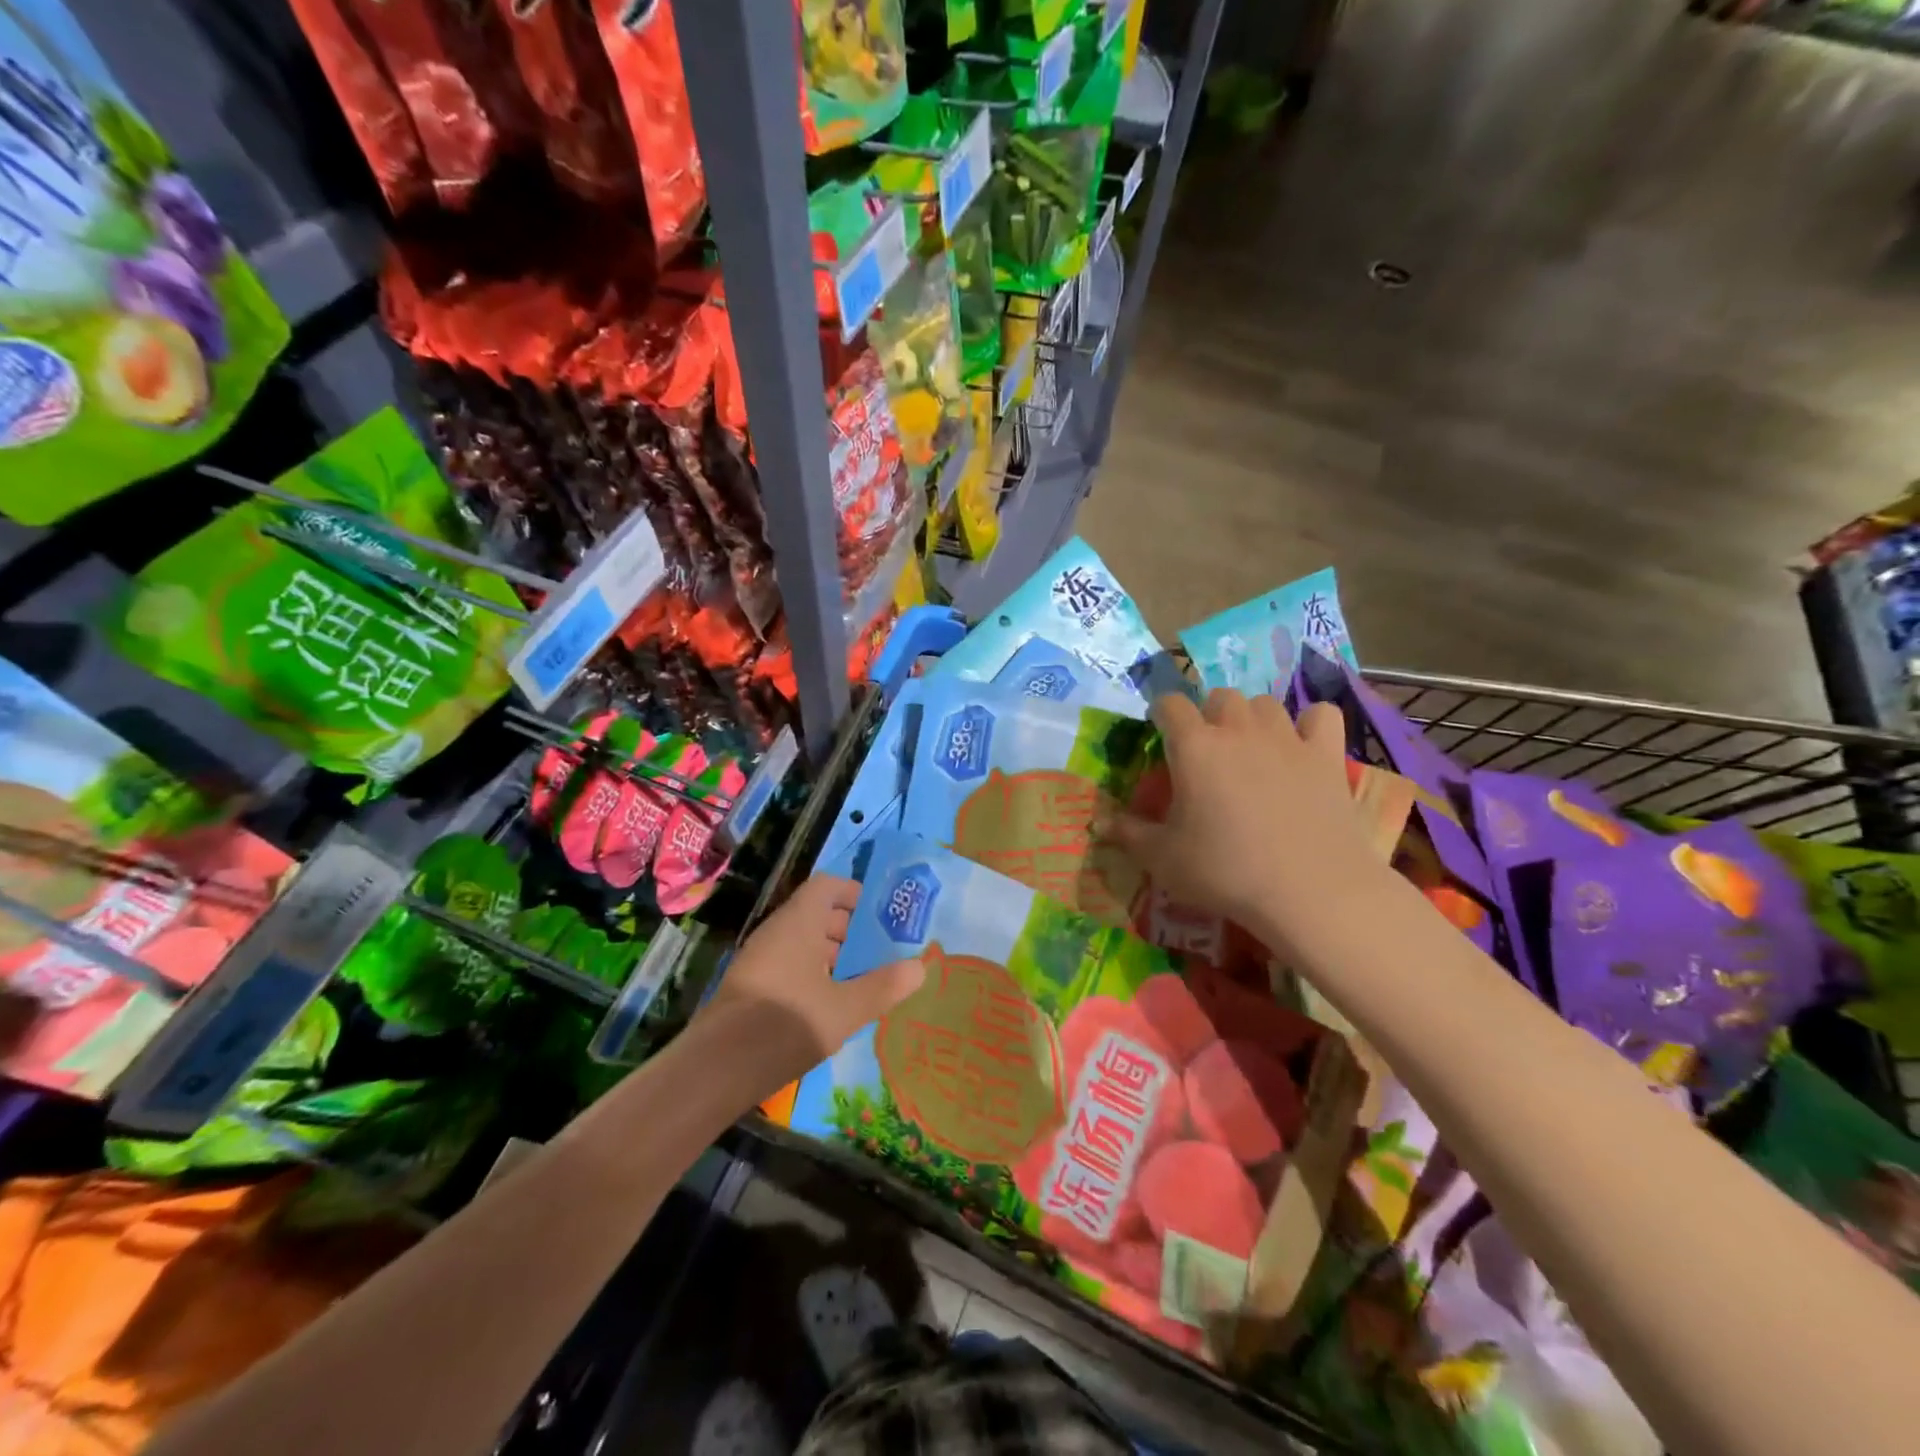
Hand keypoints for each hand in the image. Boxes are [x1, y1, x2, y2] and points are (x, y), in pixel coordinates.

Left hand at [700, 874, 923, 1094]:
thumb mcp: (846, 1009)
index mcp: (799, 922)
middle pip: (817, 914)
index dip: (854, 893)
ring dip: (833, 955)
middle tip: (882, 951)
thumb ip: (883, 986)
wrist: (717, 1068)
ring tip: (863, 980)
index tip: (881, 914)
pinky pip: (790, 965)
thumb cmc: (788, 1023)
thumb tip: (920, 967)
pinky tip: (832, 1005)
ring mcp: (761, 959)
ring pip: (803, 943)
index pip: (827, 886)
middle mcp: (777, 931)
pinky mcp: (752, 987)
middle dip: (850, 929)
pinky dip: (814, 975)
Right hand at [1104, 690, 1391, 958]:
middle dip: (1208, 715)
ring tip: (1250, 748)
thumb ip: (1129, 834)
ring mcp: (1287, 738)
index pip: (1169, 704)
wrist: (1310, 891)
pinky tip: (1303, 745)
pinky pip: (1321, 715)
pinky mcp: (1326, 755)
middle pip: (1219, 696)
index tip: (1159, 734)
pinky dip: (1310, 724)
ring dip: (1252, 718)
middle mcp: (1238, 729)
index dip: (1161, 714)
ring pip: (1264, 703)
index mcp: (1193, 746)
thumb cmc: (1225, 872)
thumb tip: (1099, 823)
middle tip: (1205, 750)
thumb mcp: (1163, 859)